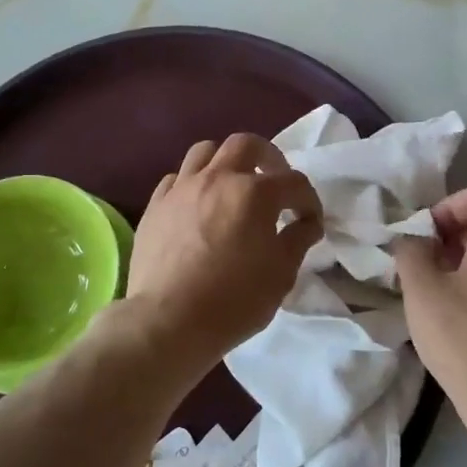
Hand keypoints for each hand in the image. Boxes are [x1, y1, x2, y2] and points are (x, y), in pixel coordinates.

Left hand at [124, 133, 321, 365]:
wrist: (168, 321)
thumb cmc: (234, 300)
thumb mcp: (281, 274)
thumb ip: (298, 239)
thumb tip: (307, 223)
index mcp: (254, 193)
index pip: (293, 182)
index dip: (309, 201)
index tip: (310, 222)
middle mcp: (217, 178)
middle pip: (246, 145)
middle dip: (268, 157)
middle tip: (275, 181)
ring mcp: (181, 188)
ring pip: (205, 151)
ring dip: (226, 162)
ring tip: (232, 186)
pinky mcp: (155, 205)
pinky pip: (176, 179)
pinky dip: (193, 184)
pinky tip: (198, 206)